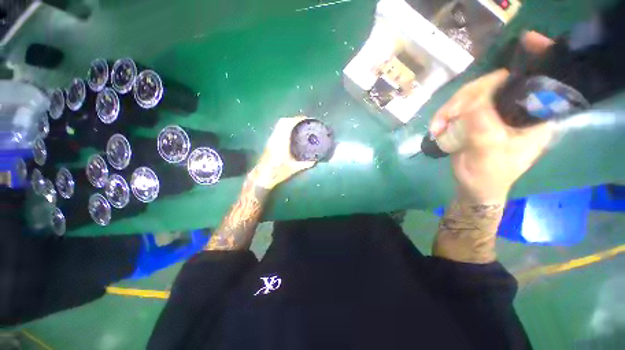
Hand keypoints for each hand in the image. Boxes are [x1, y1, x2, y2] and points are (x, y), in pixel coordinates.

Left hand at [249, 116, 316, 189]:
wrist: (262, 177)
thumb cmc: (277, 172)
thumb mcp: (294, 169)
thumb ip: (306, 164)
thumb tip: (316, 160)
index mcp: (280, 142)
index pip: (288, 124)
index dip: (297, 119)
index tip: (306, 119)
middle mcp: (275, 138)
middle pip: (282, 121)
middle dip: (294, 119)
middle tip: (304, 122)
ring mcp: (271, 140)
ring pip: (279, 125)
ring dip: (289, 122)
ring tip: (299, 126)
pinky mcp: (270, 143)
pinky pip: (277, 129)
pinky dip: (285, 127)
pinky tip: (291, 133)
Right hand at [429, 32, 555, 203]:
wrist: (473, 187)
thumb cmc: (487, 175)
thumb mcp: (488, 152)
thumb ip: (483, 124)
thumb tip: (471, 101)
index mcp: (533, 118)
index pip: (535, 82)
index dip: (531, 62)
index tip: (527, 41)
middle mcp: (516, 110)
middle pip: (494, 85)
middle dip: (466, 97)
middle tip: (445, 117)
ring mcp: (494, 113)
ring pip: (472, 95)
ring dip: (449, 109)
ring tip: (436, 128)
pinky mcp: (476, 118)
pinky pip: (460, 107)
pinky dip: (445, 115)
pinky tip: (437, 128)